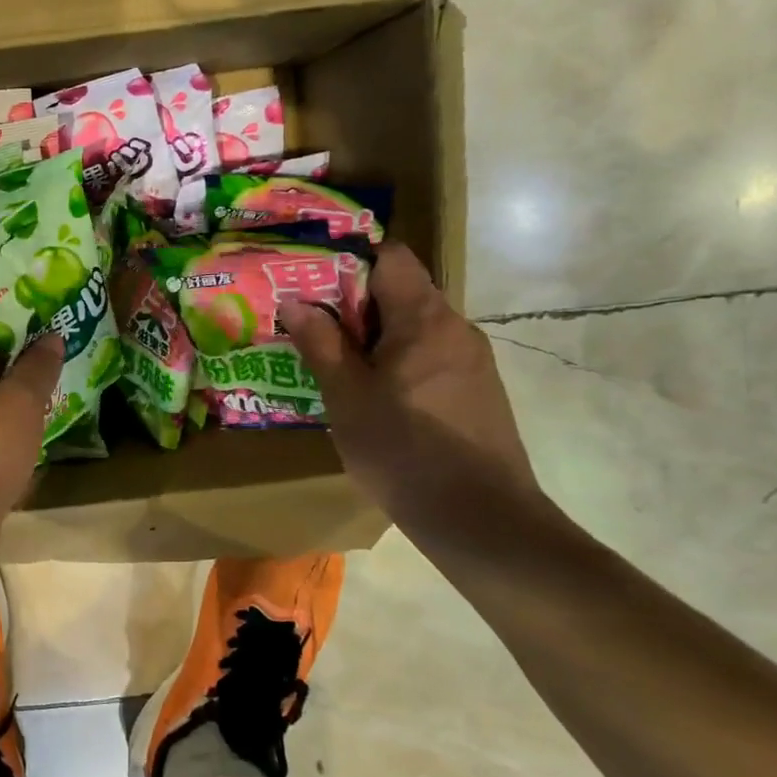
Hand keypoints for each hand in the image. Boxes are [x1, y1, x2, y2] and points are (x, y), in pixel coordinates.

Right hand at [280, 243, 534, 511]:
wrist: (481, 520)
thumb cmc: (404, 451)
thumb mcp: (347, 397)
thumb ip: (321, 344)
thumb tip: (295, 301)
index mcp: (424, 319)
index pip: (391, 257)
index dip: (349, 261)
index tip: (311, 282)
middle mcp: (455, 328)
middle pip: (401, 292)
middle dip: (352, 304)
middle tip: (309, 325)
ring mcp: (471, 361)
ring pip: (414, 328)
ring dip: (373, 337)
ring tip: (333, 362)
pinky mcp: (476, 391)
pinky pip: (429, 356)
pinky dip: (396, 361)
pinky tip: (371, 395)